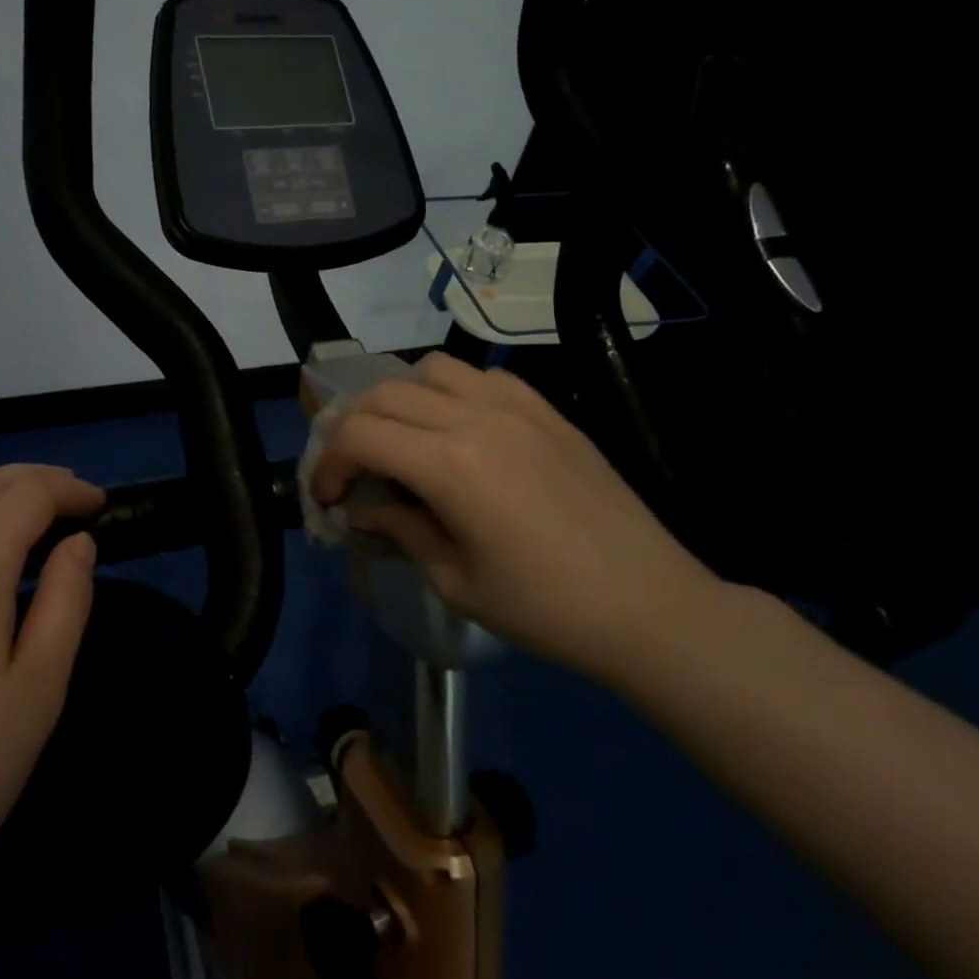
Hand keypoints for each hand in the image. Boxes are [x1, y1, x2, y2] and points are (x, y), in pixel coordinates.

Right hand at [311, 352, 720, 676]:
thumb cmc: (545, 609)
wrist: (650, 606)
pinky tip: (459, 429)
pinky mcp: (548, 411)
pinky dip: (453, 391)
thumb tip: (363, 509)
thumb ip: (400, 530)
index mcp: (449, 465)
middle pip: (385, 394)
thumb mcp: (454, 581)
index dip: (329, 463)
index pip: (360, 434)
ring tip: (404, 440)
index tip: (328, 497)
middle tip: (353, 470)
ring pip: (432, 370)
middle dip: (353, 428)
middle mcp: (477, 418)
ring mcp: (517, 408)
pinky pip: (484, 376)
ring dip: (400, 399)